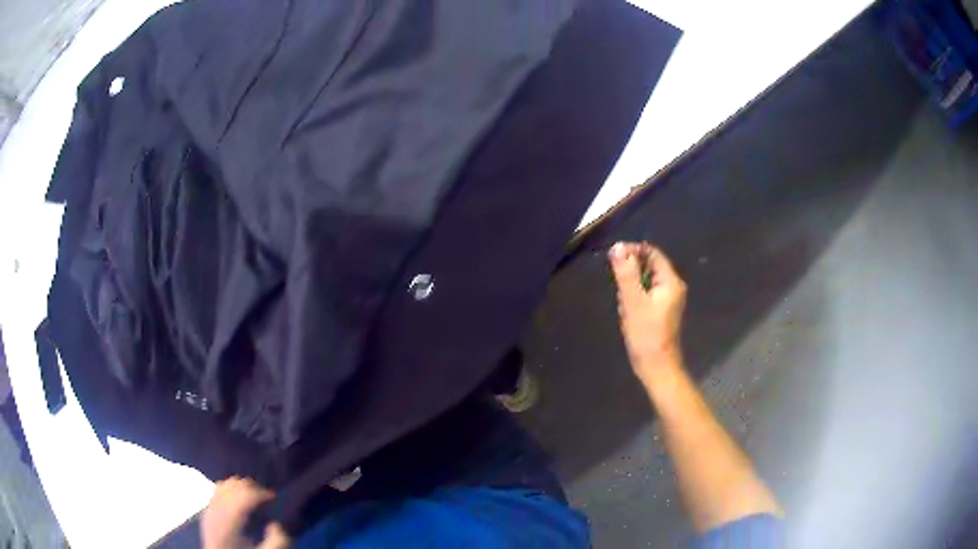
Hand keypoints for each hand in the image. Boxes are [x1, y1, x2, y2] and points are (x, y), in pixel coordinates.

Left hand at [201, 477, 289, 548]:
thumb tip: (276, 524)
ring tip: (253, 498)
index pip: (246, 495)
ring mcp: (210, 507)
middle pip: (236, 485)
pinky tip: (238, 500)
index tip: (274, 497)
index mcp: (231, 521)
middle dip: (253, 488)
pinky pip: (217, 489)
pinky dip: (230, 489)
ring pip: (226, 483)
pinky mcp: (207, 509)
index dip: (262, 492)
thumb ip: (277, 541)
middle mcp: (217, 509)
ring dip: (241, 487)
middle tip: (266, 499)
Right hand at [608, 242, 686, 382]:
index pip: (652, 253)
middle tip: (619, 288)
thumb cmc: (646, 334)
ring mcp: (668, 299)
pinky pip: (646, 294)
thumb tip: (617, 247)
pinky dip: (634, 298)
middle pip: (649, 266)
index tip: (613, 257)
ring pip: (645, 281)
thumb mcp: (632, 301)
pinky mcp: (661, 310)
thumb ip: (625, 273)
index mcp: (670, 281)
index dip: (633, 251)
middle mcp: (673, 286)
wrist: (656, 366)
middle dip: (630, 273)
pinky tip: (628, 312)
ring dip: (631, 287)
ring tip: (624, 304)